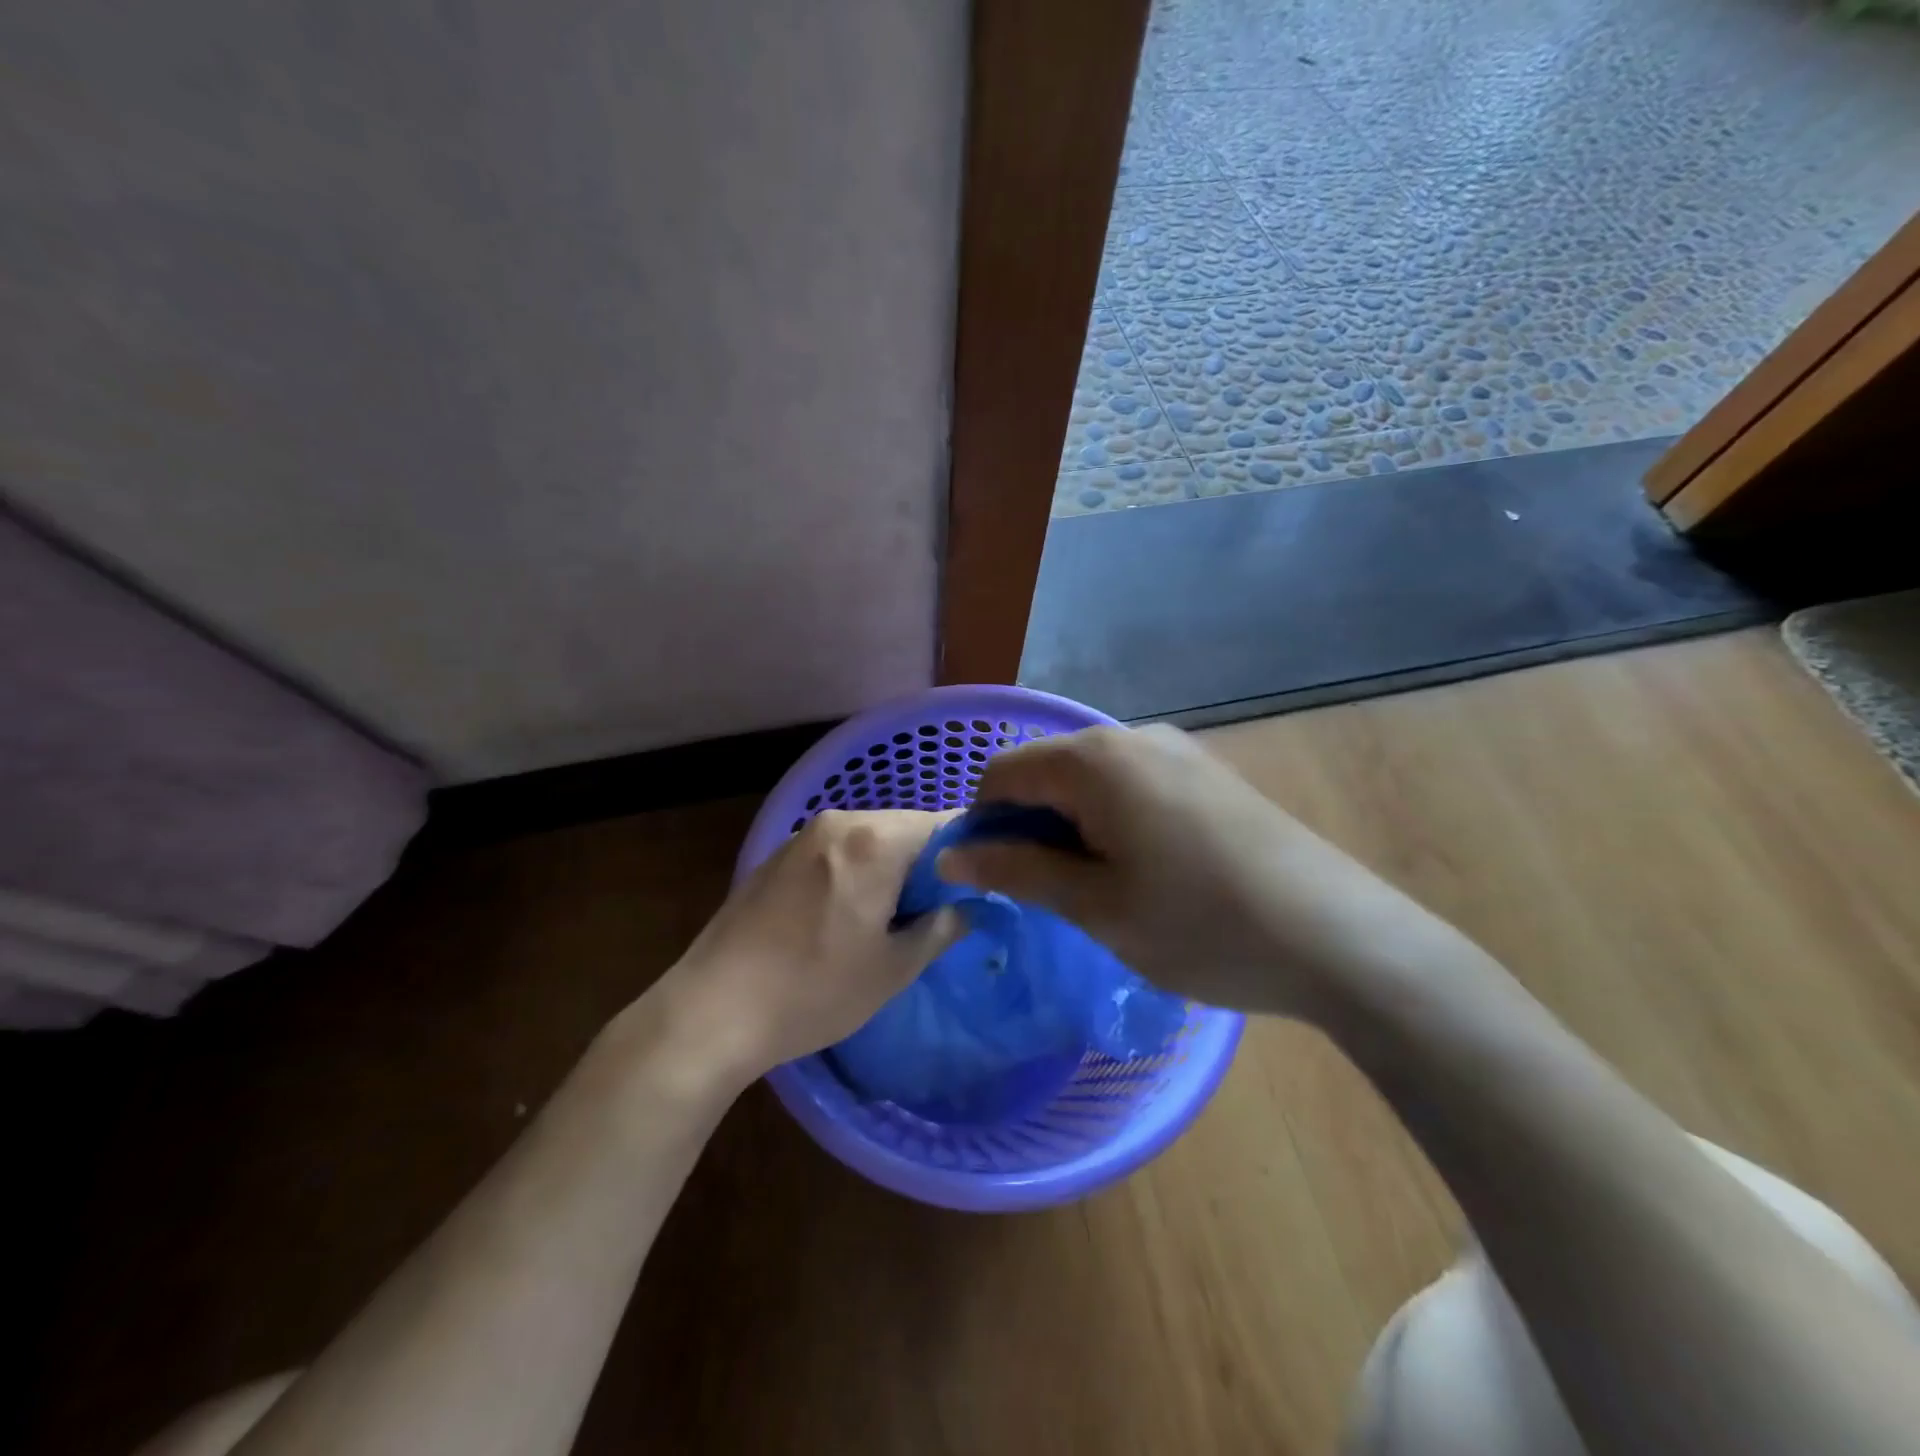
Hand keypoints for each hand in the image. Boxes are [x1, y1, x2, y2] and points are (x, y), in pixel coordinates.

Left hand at [655, 810, 963, 1084]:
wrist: (712, 1009)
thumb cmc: (814, 990)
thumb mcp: (892, 968)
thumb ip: (940, 929)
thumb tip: (968, 908)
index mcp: (874, 840)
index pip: (943, 825)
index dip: (967, 854)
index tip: (977, 887)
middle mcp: (838, 822)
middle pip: (904, 827)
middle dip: (927, 863)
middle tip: (937, 911)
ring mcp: (801, 836)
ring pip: (868, 838)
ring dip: (889, 867)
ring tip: (892, 917)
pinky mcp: (775, 857)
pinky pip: (834, 850)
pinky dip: (854, 870)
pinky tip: (845, 915)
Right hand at [938, 724, 1451, 1020]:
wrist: (1338, 938)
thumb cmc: (1200, 924)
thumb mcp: (1095, 904)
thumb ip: (1016, 870)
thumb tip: (949, 857)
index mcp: (1094, 759)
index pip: (1002, 774)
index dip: (983, 825)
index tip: (998, 881)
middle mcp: (1132, 737)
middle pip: (1047, 771)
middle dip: (1029, 827)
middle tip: (1050, 896)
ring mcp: (1178, 751)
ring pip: (1090, 781)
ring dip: (1071, 828)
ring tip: (1099, 891)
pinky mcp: (1208, 774)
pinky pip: (1132, 787)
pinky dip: (1112, 822)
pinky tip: (1144, 872)